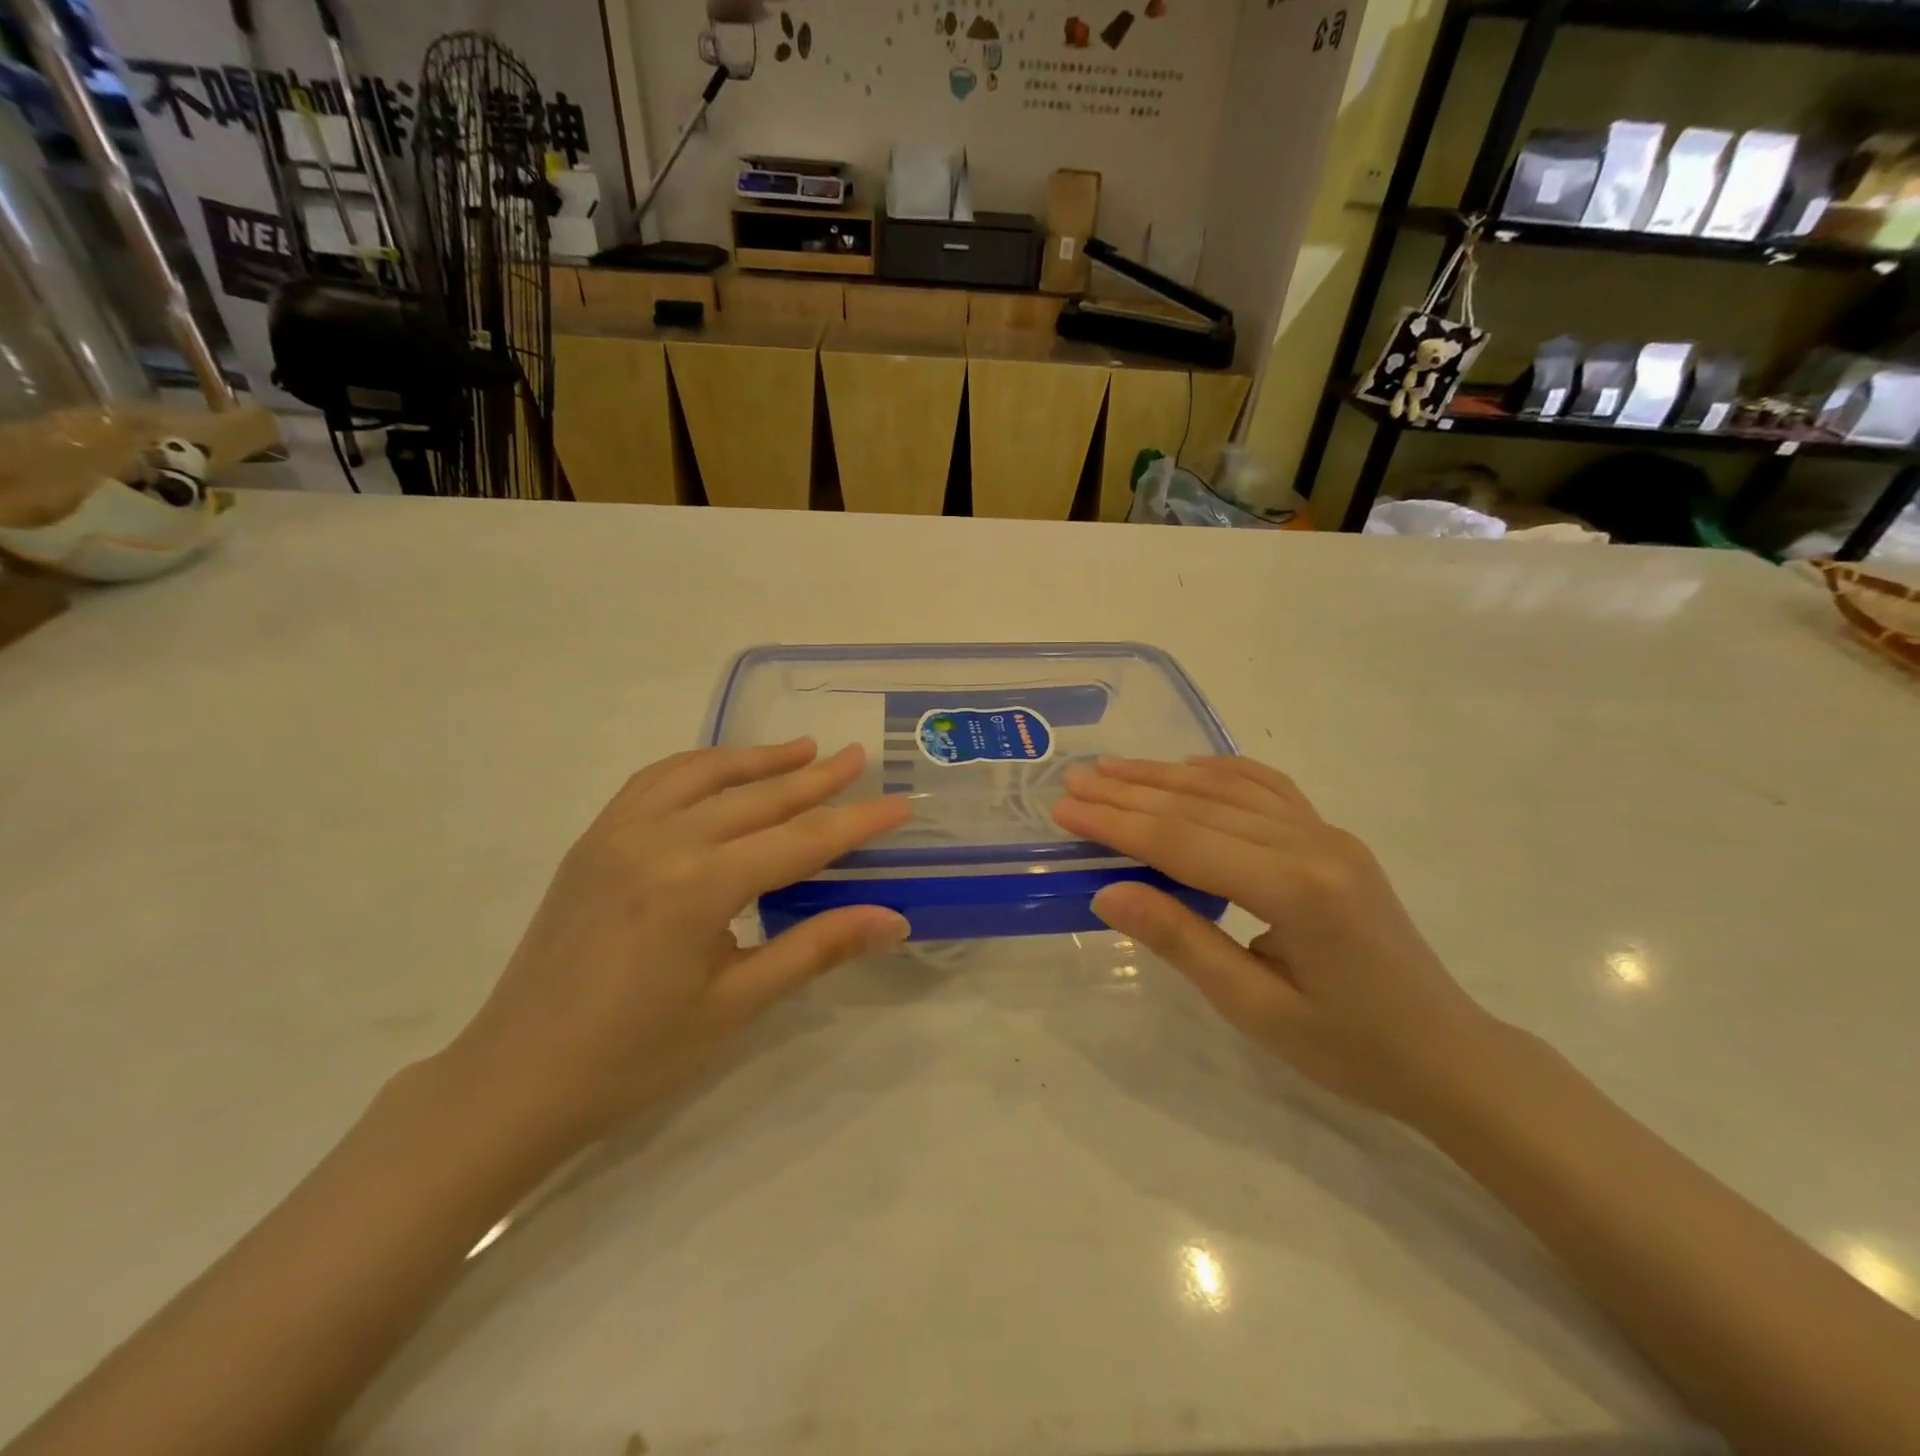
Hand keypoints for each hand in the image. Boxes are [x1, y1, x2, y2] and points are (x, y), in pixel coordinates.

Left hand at [441, 741, 910, 1153]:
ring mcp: (619, 833)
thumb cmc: (635, 1055)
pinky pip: (654, 781)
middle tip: (858, 757)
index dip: (857, 823)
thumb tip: (894, 919)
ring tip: (802, 749)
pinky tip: (721, 772)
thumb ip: (817, 948)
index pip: (800, 842)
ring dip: (757, 760)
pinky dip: (698, 766)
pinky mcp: (593, 839)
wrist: (516, 1079)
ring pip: (703, 775)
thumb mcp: (737, 1003)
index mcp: (699, 886)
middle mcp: (660, 841)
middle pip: (757, 798)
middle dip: (815, 778)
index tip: (901, 803)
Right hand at [1053, 756, 1499, 1121]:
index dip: (1117, 824)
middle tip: (1073, 780)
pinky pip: (1269, 790)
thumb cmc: (1350, 1048)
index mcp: (1297, 889)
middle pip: (1202, 806)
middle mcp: (1314, 843)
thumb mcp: (1256, 1009)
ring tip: (1112, 769)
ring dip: (1166, 777)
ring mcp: (1329, 834)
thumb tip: (1107, 891)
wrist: (1448, 1055)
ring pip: (1231, 789)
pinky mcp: (1334, 839)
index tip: (1065, 809)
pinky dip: (1221, 773)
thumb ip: (1181, 941)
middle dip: (1130, 793)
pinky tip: (1188, 769)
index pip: (1184, 843)